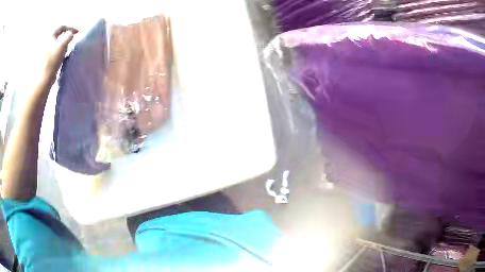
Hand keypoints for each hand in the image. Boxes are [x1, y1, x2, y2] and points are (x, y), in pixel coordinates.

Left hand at [43, 26, 77, 80]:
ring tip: (66, 50)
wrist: (43, 80)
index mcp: (50, 36)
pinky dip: (57, 52)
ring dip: (61, 45)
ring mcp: (43, 52)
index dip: (70, 28)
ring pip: (55, 44)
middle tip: (71, 40)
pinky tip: (60, 58)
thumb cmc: (52, 61)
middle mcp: (45, 42)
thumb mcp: (63, 45)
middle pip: (57, 35)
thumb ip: (69, 36)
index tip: (77, 32)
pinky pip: (52, 52)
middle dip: (65, 36)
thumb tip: (72, 33)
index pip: (61, 27)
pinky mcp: (43, 61)